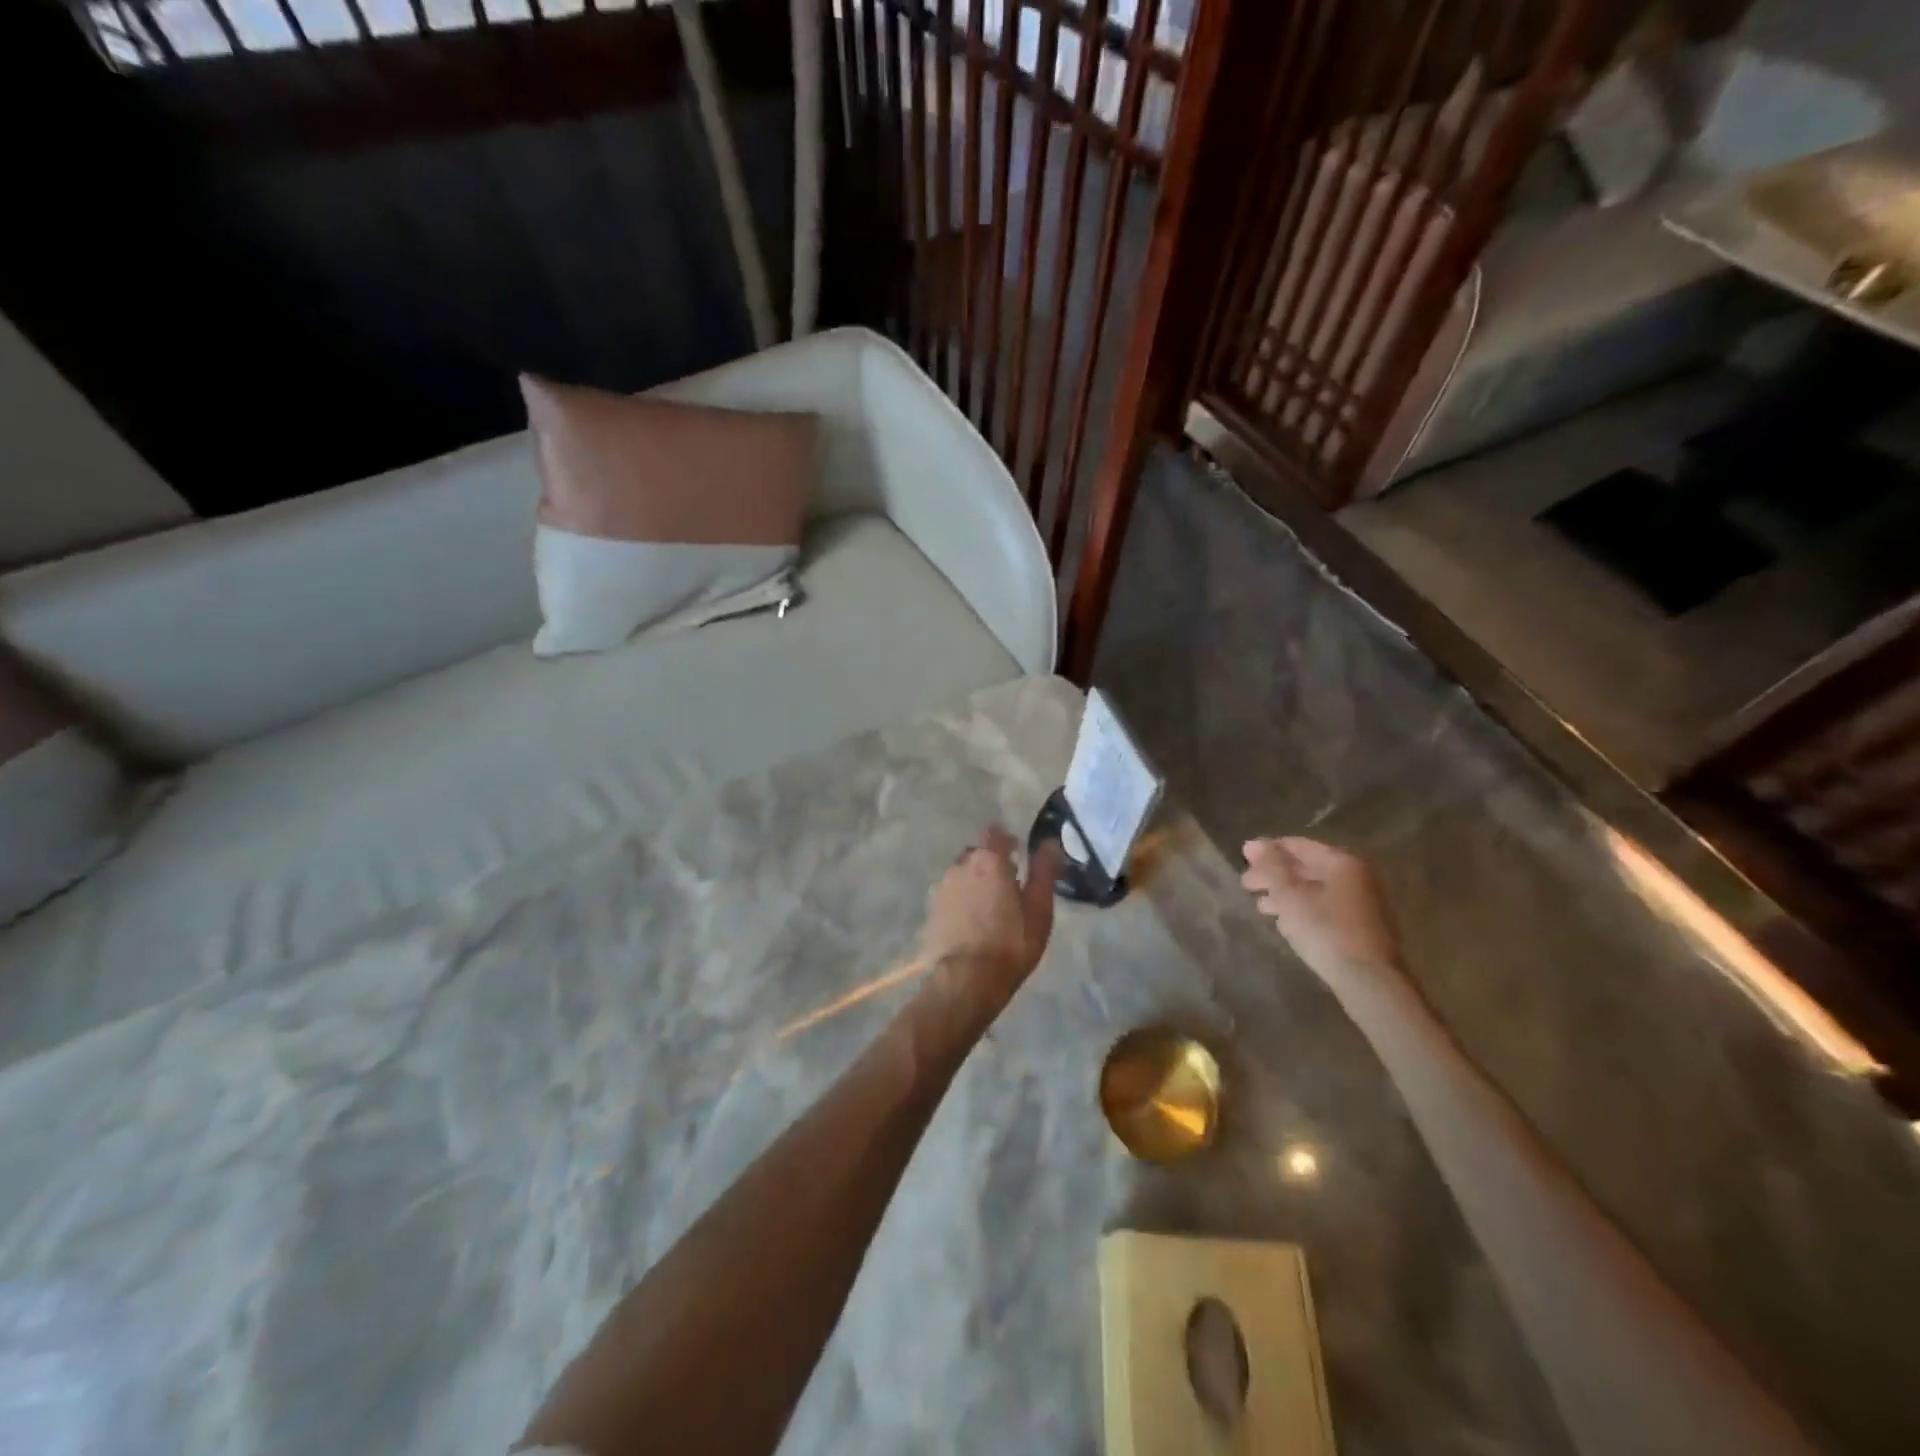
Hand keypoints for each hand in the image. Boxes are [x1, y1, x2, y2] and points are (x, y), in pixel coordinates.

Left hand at [921, 828, 1061, 1011]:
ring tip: (988, 908)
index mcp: (988, 861)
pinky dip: (960, 901)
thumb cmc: (1011, 943)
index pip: (995, 833)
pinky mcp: (931, 910)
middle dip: (990, 863)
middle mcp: (960, 866)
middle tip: (1007, 886)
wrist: (966, 980)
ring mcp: (942, 888)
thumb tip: (1049, 842)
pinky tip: (970, 923)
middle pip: (976, 854)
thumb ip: (1044, 871)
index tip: (1018, 855)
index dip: (1007, 841)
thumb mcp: (1039, 908)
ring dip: (974, 882)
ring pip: (961, 874)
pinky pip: (950, 896)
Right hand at [1241, 837, 1400, 984]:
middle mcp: (1356, 876)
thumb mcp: (1290, 895)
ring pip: (1315, 889)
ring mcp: (1361, 902)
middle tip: (1247, 885)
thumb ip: (1271, 866)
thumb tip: (1253, 843)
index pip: (1298, 845)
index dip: (1268, 850)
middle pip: (1307, 867)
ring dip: (1285, 894)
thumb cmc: (1325, 930)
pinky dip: (1302, 908)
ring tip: (1261, 906)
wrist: (1368, 980)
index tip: (1243, 860)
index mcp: (1341, 862)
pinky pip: (1324, 906)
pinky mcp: (1360, 926)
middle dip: (1274, 874)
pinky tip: (1284, 921)